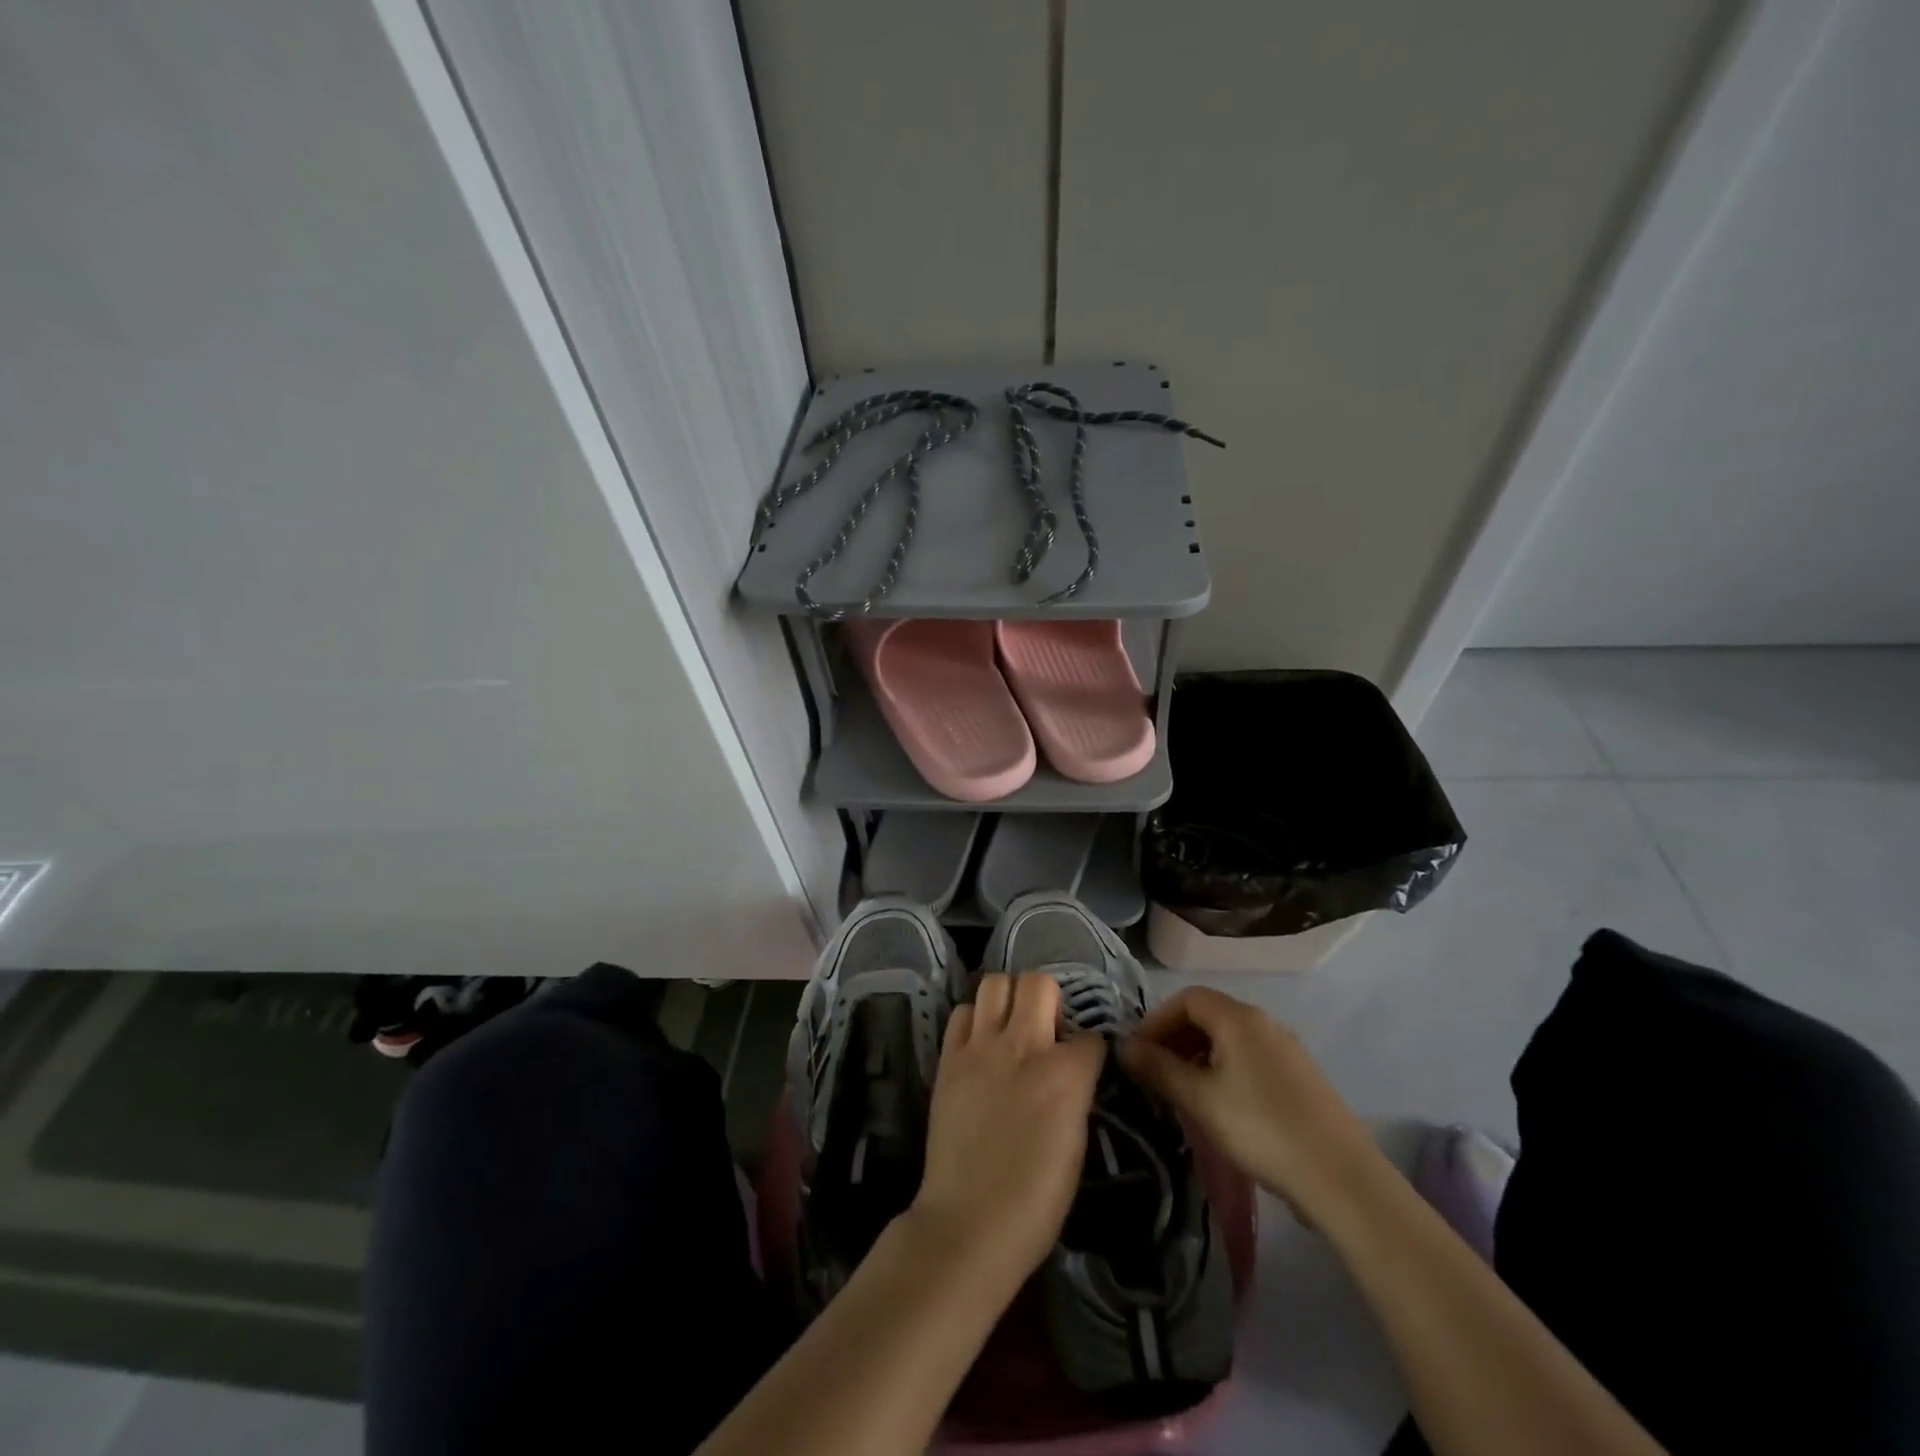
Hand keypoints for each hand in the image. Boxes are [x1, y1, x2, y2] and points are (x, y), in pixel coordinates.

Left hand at [909, 973, 1106, 1295]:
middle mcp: (1023, 1047)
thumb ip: (1076, 1093)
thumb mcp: (1077, 1145)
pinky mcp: (949, 1058)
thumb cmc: (1035, 1200)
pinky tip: (980, 1043)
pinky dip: (975, 1019)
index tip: (1085, 1063)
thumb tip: (1073, 1071)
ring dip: (1009, 998)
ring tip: (1011, 1026)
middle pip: (1039, 983)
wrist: (969, 1222)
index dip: (1091, 1049)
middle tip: (1046, 1029)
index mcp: (1065, 1075)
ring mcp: (980, 1048)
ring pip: (996, 983)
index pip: (1091, 1037)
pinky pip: (962, 1013)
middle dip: (1050, 999)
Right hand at [1120, 986, 1382, 1225]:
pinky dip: (1224, 1069)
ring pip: (1230, 1039)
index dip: (1157, 1020)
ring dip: (1198, 1055)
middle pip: (1209, 1014)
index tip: (1139, 1052)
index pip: (1186, 998)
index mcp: (1239, 1018)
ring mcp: (1286, 1049)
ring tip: (1182, 1092)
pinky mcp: (1300, 1077)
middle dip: (1175, 1037)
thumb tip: (1126, 1047)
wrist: (1341, 1179)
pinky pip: (1250, 1058)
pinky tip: (1220, 1106)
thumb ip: (1159, 1068)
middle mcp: (1264, 1023)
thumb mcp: (1200, 1099)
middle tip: (1155, 1072)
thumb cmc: (1261, 1129)